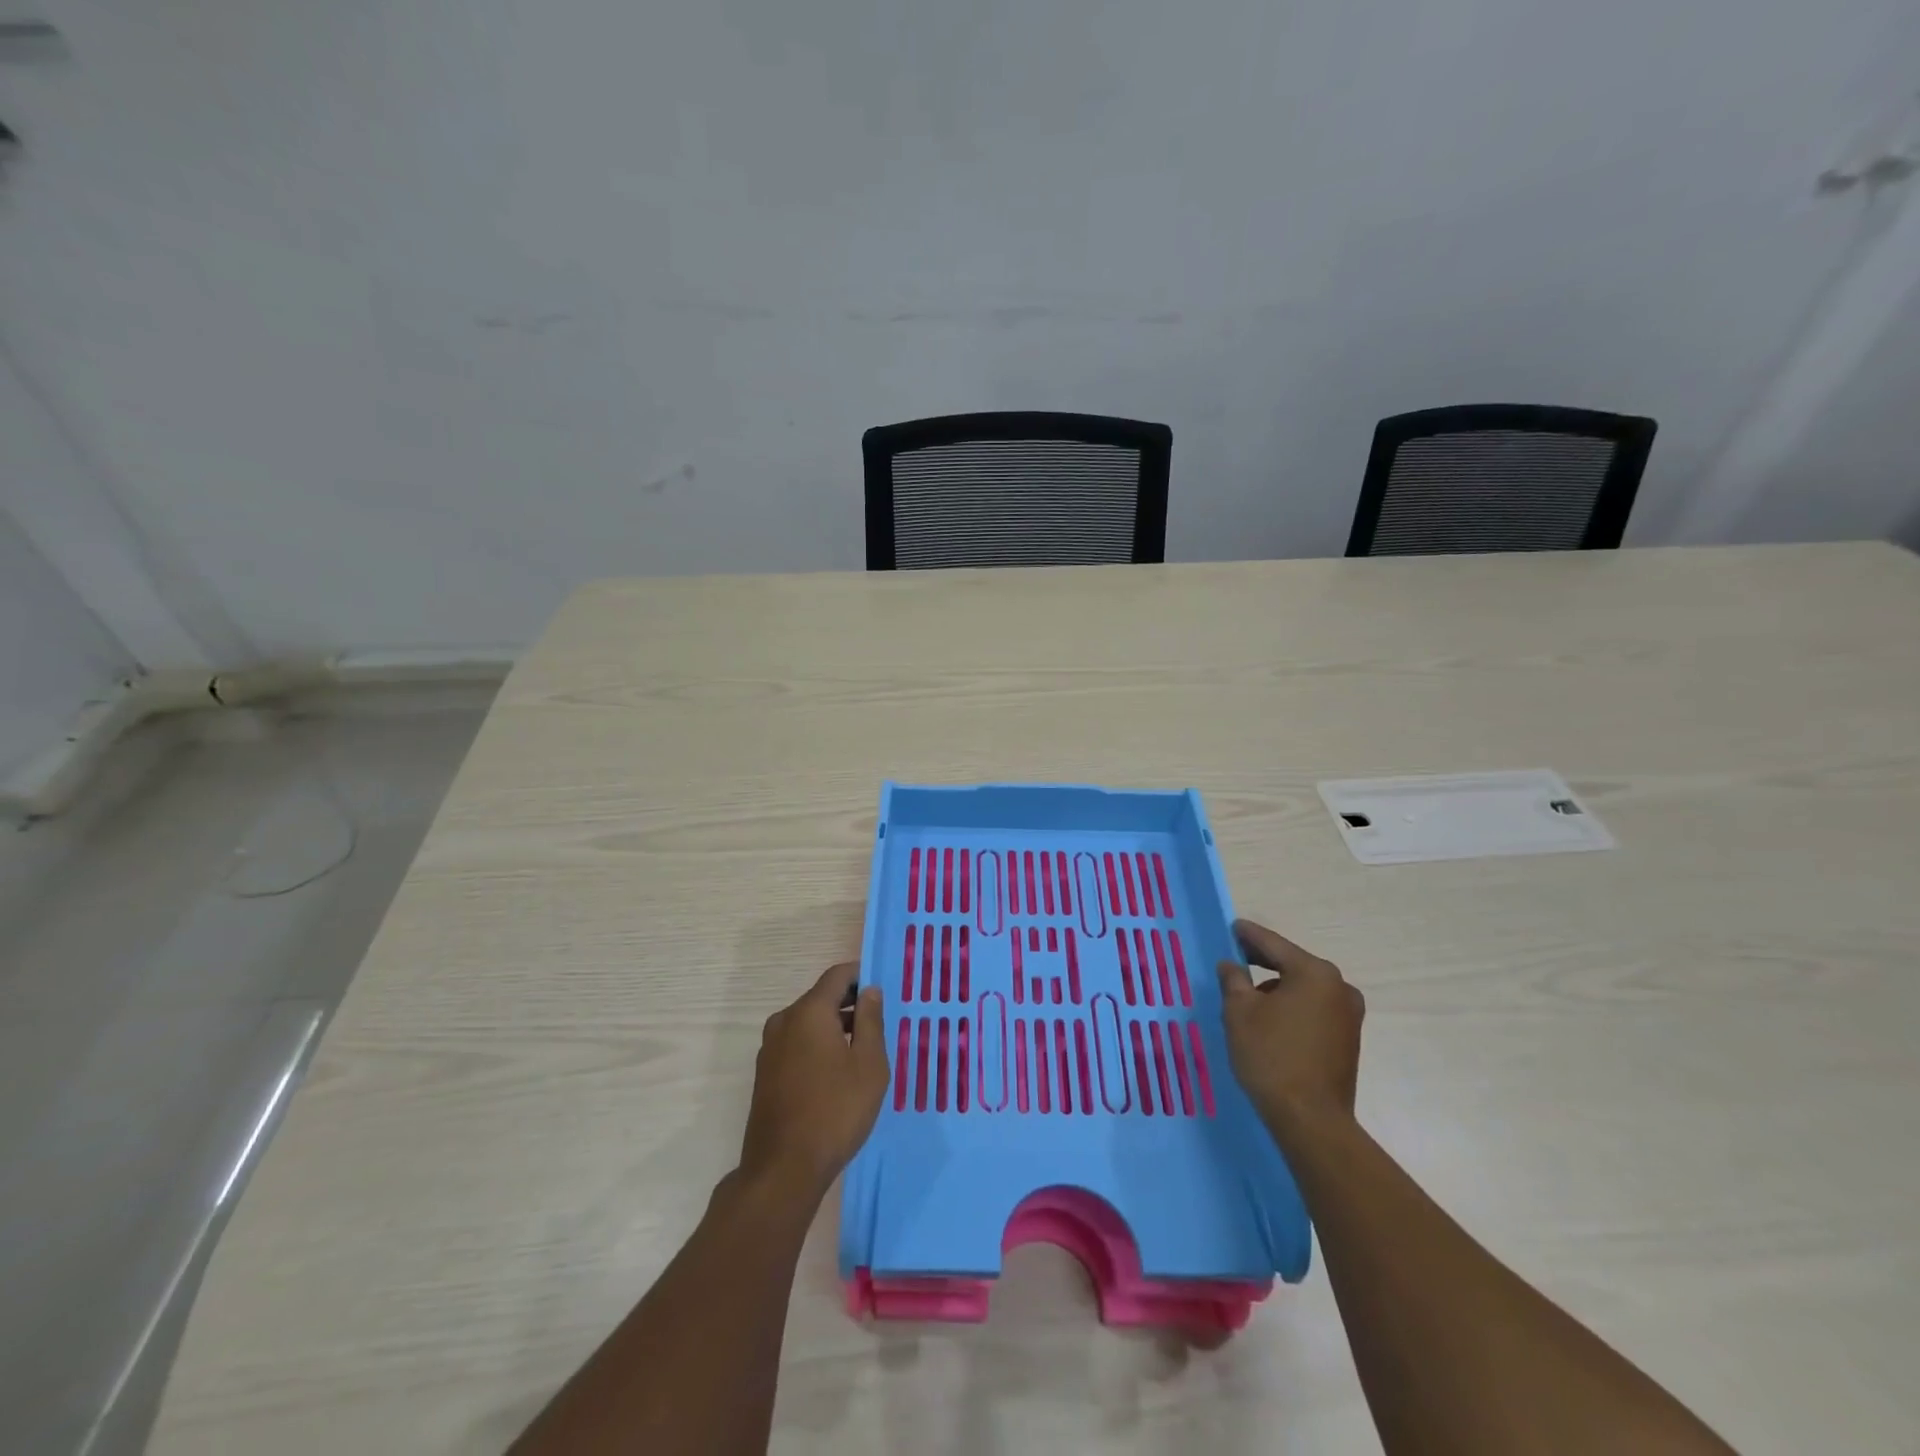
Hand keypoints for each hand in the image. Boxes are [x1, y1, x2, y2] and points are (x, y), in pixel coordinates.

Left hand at [738, 962, 888, 1201]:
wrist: (783, 1170)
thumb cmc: (835, 1111)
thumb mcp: (869, 1064)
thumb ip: (871, 1020)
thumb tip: (870, 991)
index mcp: (809, 1012)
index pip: (837, 975)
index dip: (861, 975)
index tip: (883, 990)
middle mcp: (784, 1021)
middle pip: (821, 998)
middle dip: (850, 1004)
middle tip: (879, 1023)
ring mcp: (770, 1048)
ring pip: (808, 1022)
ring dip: (835, 1027)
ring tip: (863, 1050)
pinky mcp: (765, 1073)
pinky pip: (797, 1044)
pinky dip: (818, 1046)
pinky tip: (837, 1073)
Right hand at [1217, 920, 1364, 1142]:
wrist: (1311, 1120)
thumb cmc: (1271, 1056)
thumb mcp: (1239, 1012)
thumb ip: (1233, 980)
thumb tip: (1231, 965)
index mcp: (1314, 973)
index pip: (1273, 944)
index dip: (1248, 935)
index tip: (1233, 926)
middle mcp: (1338, 987)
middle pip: (1292, 964)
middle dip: (1263, 962)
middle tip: (1236, 958)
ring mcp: (1349, 1015)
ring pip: (1303, 989)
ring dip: (1278, 988)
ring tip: (1249, 997)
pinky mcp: (1348, 1040)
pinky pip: (1314, 1010)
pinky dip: (1292, 1008)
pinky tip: (1271, 1021)